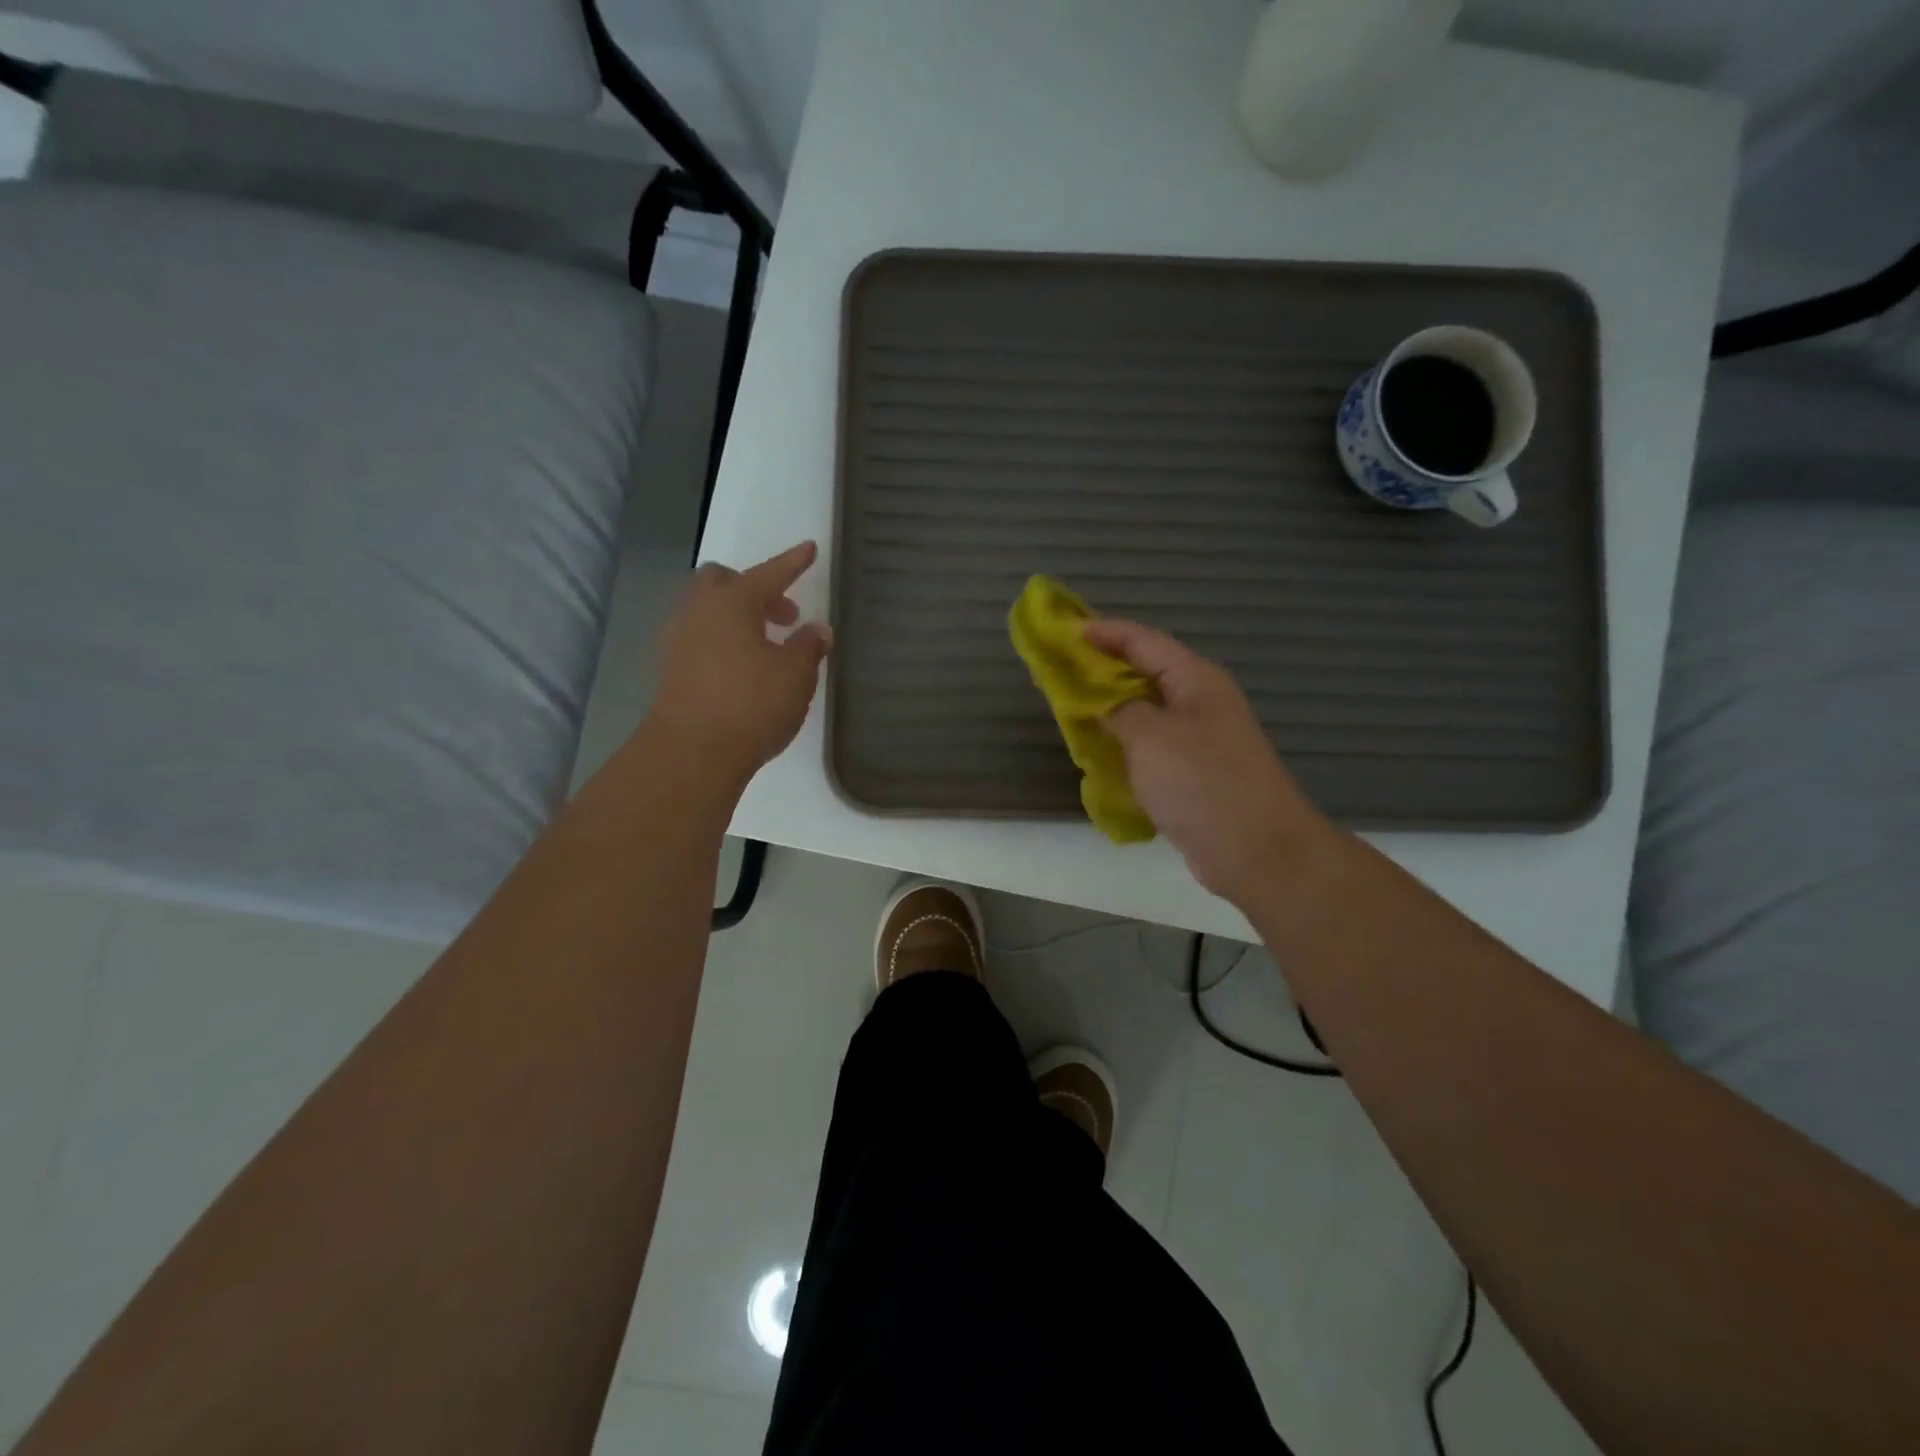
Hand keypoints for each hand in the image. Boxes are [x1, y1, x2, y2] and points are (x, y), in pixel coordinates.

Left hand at [649, 541, 831, 783]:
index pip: (768, 573)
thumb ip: (808, 646)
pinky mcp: (671, 669)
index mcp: (731, 602)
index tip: (809, 549)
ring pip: (708, 610)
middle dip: (755, 589)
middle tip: (784, 613)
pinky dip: (723, 640)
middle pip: (723, 582)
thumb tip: (817, 629)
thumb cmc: (751, 704)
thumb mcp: (795, 675)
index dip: (792, 563)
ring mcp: (678, 640)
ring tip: (766, 644)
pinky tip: (743, 666)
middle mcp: (698, 611)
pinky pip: (700, 638)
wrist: (692, 752)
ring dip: (737, 617)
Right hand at [1083, 618, 1329, 905]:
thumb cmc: (1201, 782)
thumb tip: (1106, 705)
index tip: (1065, 632)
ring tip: (1071, 710)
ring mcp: (1200, 739)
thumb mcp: (1150, 737)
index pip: (1142, 640)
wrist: (1257, 851)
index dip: (1104, 632)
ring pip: (1147, 712)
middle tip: (1060, 672)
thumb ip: (1119, 711)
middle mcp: (1200, 701)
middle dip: (1103, 670)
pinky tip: (1099, 754)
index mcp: (1195, 679)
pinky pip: (1152, 746)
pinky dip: (1124, 744)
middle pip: (1145, 672)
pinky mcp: (1194, 773)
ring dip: (1111, 709)